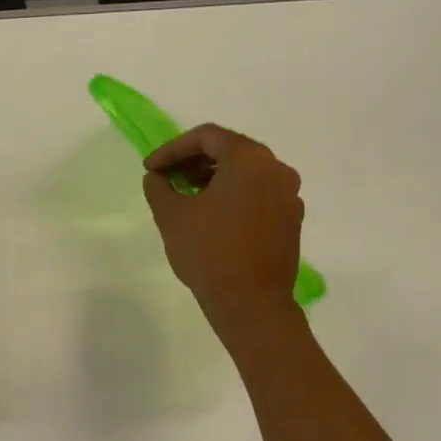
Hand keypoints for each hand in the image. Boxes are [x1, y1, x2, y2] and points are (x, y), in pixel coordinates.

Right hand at [143, 124, 304, 328]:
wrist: (251, 303)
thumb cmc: (208, 252)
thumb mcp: (171, 215)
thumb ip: (159, 186)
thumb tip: (157, 176)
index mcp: (249, 160)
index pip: (207, 137)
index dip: (172, 149)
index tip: (150, 168)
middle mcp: (276, 170)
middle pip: (230, 149)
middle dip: (192, 160)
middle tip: (165, 177)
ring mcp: (288, 195)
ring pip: (245, 171)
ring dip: (212, 176)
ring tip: (184, 194)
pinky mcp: (290, 219)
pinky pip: (257, 192)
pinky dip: (232, 193)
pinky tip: (210, 214)